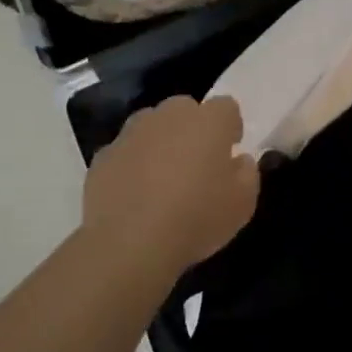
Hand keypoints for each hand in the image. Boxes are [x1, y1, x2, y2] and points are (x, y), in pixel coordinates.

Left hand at [82, 96, 259, 276]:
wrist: (129, 243)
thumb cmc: (196, 218)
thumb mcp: (243, 203)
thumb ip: (247, 173)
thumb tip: (238, 160)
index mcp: (208, 121)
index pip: (226, 107)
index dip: (230, 127)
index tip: (230, 151)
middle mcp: (169, 116)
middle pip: (185, 109)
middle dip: (192, 128)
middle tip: (196, 164)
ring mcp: (131, 133)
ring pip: (151, 126)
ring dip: (160, 142)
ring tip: (162, 178)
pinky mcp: (103, 156)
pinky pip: (125, 152)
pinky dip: (132, 165)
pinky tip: (135, 195)